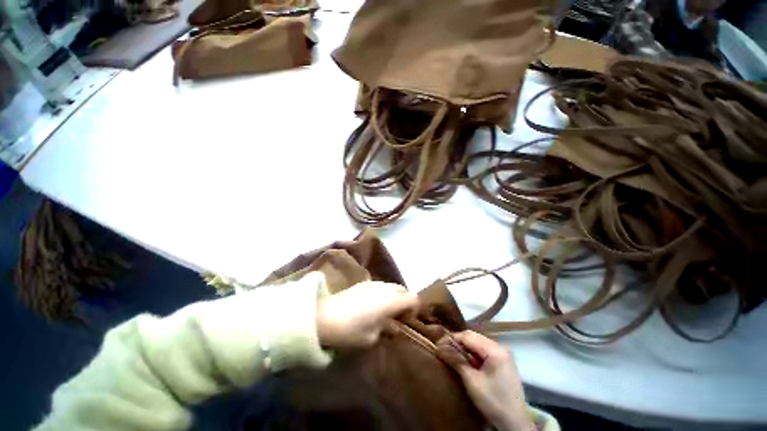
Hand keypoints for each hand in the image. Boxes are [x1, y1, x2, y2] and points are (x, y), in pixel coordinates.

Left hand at [316, 281, 417, 347]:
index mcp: (392, 301)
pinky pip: (377, 287)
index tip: (407, 323)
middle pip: (403, 289)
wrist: (320, 319)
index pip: (414, 299)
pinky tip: (371, 308)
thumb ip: (386, 330)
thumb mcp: (372, 338)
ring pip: (389, 287)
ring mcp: (370, 284)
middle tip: (398, 318)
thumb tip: (393, 327)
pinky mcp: (357, 284)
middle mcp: (384, 288)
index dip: (415, 310)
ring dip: (392, 298)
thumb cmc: (351, 331)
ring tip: (384, 313)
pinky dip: (380, 295)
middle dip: (404, 302)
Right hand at [443, 331, 533, 430]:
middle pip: (476, 339)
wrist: (512, 416)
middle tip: (440, 353)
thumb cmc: (492, 399)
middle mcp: (502, 348)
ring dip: (465, 351)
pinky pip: (485, 354)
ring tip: (449, 358)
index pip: (469, 336)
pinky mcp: (504, 364)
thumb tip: (441, 346)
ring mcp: (504, 356)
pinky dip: (473, 357)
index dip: (451, 339)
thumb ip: (457, 361)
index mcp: (496, 350)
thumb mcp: (472, 381)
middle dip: (458, 344)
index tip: (435, 346)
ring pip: (480, 346)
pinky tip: (464, 365)